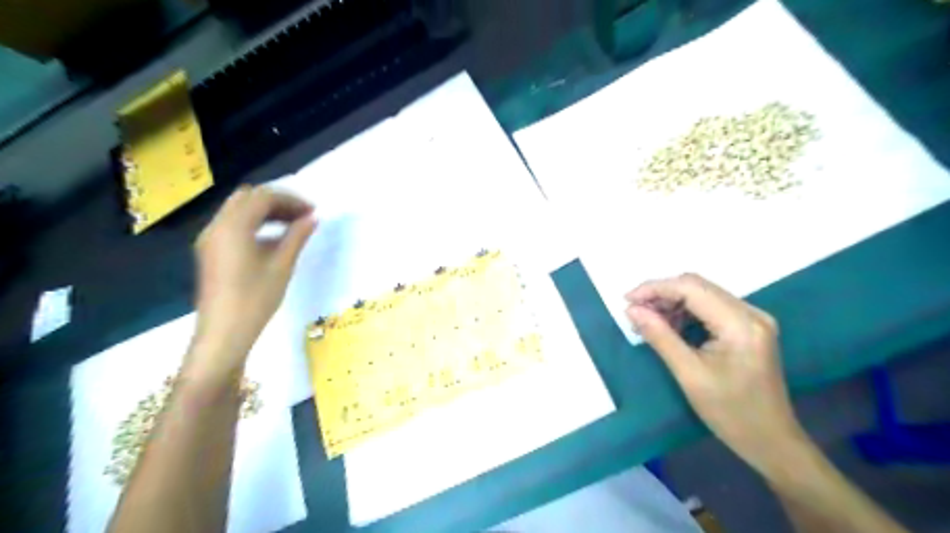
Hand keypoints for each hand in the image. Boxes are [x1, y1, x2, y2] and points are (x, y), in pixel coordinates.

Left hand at [190, 188, 313, 374]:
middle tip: (302, 216)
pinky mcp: (211, 251)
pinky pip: (233, 225)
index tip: (313, 211)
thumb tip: (312, 218)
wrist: (223, 333)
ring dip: (267, 212)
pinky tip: (274, 240)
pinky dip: (255, 224)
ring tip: (293, 226)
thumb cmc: (256, 299)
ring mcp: (210, 238)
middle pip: (248, 198)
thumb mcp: (282, 266)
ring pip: (239, 210)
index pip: (263, 197)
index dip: (291, 199)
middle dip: (277, 202)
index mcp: (233, 226)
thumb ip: (297, 237)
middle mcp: (217, 226)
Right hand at [629, 274, 803, 474]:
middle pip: (697, 286)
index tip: (626, 300)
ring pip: (702, 294)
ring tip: (647, 321)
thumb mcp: (689, 374)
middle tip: (634, 311)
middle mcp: (751, 312)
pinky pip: (710, 307)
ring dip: (672, 302)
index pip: (691, 288)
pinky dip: (685, 312)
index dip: (655, 288)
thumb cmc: (730, 412)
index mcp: (740, 323)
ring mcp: (752, 319)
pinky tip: (669, 326)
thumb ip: (659, 336)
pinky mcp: (748, 327)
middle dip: (661, 294)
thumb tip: (631, 310)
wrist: (771, 441)